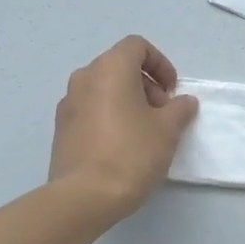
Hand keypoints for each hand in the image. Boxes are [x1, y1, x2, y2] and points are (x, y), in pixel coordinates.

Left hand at [49, 36, 198, 222]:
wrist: (84, 197)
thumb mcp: (167, 130)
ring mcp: (67, 103)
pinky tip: (121, 146)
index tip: (172, 91)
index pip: (137, 46)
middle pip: (120, 66)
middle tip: (162, 114)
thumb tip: (184, 102)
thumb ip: (179, 109)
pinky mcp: (60, 128)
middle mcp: (84, 77)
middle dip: (146, 84)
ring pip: (103, 89)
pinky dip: (108, 116)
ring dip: (127, 101)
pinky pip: (90, 109)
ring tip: (143, 133)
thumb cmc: (131, 153)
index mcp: (110, 68)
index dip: (160, 64)